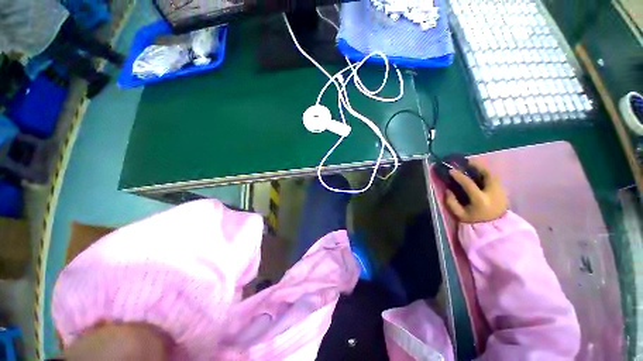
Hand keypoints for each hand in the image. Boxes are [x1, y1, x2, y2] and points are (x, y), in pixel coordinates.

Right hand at [445, 161, 508, 222]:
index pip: (469, 184)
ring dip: (483, 169)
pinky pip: (495, 180)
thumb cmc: (475, 221)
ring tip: (474, 167)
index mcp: (481, 200)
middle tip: (468, 162)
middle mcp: (493, 194)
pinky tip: (481, 176)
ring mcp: (501, 192)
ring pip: (493, 176)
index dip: (459, 176)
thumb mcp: (460, 214)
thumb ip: (452, 202)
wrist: (495, 230)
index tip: (451, 171)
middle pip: (488, 175)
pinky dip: (487, 175)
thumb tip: (448, 190)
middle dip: (478, 166)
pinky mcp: (504, 193)